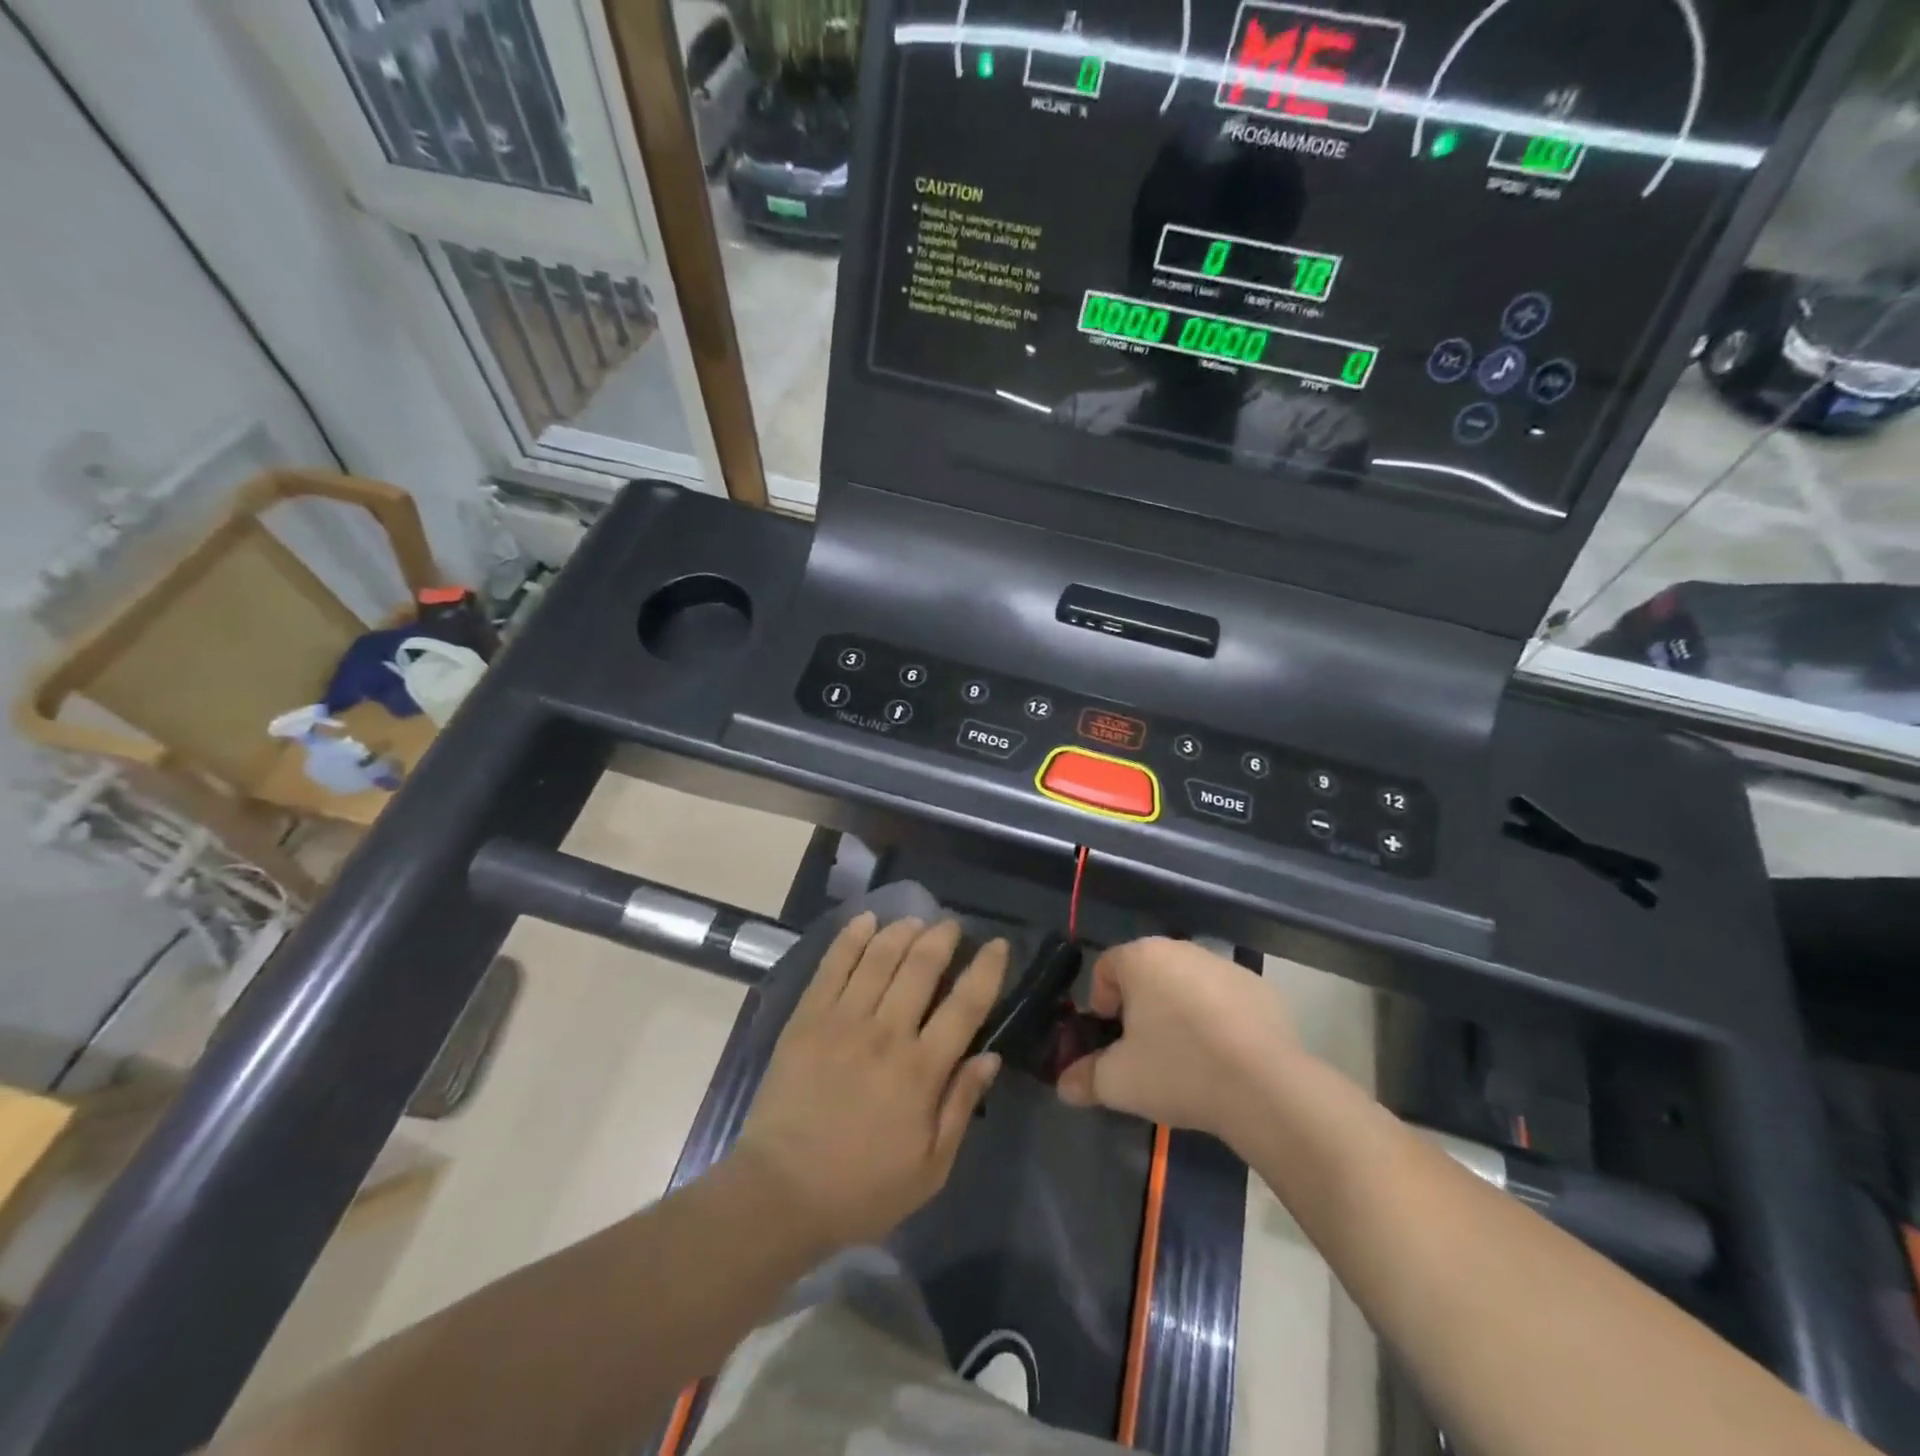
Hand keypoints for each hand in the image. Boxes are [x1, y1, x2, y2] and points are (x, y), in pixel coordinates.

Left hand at [733, 913, 1007, 1250]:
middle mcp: (886, 1033)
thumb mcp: (930, 1168)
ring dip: (902, 931)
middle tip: (950, 926)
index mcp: (921, 1071)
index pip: (966, 1004)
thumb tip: (990, 1056)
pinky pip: (833, 965)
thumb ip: (961, 1105)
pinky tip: (866, 920)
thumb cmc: (862, 1188)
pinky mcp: (807, 1017)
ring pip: (879, 956)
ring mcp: (842, 1020)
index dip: (986, 969)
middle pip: (921, 966)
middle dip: (942, 937)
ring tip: (915, 921)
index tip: (996, 944)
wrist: (780, 1193)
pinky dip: (852, 937)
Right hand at [1057, 937, 1296, 1142]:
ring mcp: (1225, 965)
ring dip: (1178, 1011)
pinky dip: (1217, 1019)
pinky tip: (1224, 1057)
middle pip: (1146, 973)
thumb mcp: (1119, 1082)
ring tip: (1186, 1057)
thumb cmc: (1178, 1069)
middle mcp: (1181, 949)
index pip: (1105, 967)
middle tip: (1143, 1050)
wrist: (1266, 1088)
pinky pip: (1224, 999)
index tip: (1110, 1039)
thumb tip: (1064, 1086)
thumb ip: (1084, 1078)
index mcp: (1141, 958)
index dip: (1100, 1003)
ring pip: (1186, 984)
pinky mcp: (1260, 988)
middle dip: (1139, 1006)